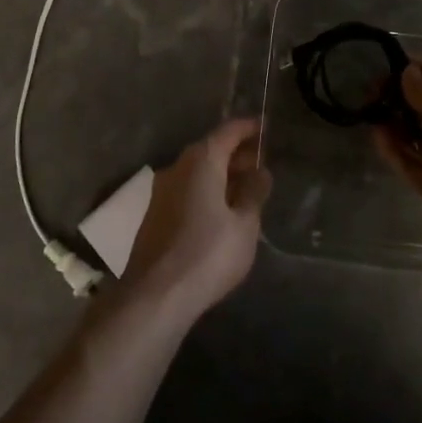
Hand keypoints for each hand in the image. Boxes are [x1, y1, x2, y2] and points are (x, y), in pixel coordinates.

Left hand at [120, 118, 271, 321]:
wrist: (155, 294)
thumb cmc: (208, 254)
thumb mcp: (244, 226)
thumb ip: (253, 194)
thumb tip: (261, 172)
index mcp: (201, 161)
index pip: (228, 131)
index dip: (248, 128)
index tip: (266, 128)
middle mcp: (177, 167)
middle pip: (210, 149)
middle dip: (236, 153)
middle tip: (261, 163)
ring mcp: (162, 190)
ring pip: (197, 170)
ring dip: (221, 173)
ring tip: (246, 187)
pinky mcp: (155, 213)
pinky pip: (187, 188)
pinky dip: (207, 189)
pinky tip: (221, 209)